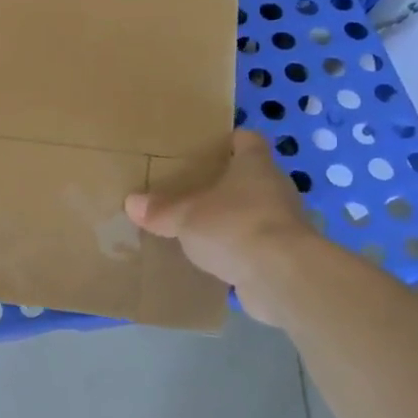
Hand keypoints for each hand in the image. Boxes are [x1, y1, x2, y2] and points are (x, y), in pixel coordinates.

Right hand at [126, 131, 321, 324]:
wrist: (282, 277)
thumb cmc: (234, 226)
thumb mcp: (185, 216)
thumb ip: (160, 210)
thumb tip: (131, 202)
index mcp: (255, 166)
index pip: (249, 140)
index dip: (231, 140)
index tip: (211, 146)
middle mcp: (275, 189)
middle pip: (251, 177)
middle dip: (226, 183)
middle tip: (193, 189)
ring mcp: (284, 223)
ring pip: (254, 212)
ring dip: (233, 218)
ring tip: (200, 226)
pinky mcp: (285, 255)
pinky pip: (256, 245)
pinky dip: (239, 249)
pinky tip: (216, 259)